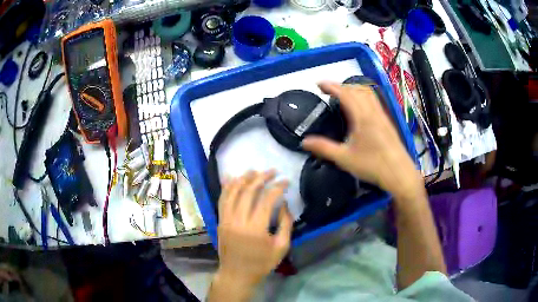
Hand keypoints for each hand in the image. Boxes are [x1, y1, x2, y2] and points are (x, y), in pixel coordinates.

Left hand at [211, 171, 291, 299]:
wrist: (237, 274)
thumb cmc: (262, 263)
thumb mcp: (281, 247)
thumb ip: (285, 224)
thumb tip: (284, 204)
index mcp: (256, 228)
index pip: (266, 200)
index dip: (277, 187)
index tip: (285, 181)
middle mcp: (238, 220)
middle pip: (248, 191)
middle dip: (261, 178)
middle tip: (272, 171)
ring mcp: (226, 219)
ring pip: (232, 192)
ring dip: (243, 178)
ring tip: (254, 170)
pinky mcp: (220, 221)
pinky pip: (222, 200)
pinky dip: (227, 187)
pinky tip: (232, 177)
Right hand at [302, 82, 422, 200]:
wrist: (399, 173)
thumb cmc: (372, 165)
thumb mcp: (344, 158)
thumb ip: (324, 148)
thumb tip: (304, 141)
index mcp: (362, 117)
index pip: (345, 94)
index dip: (331, 86)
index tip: (318, 84)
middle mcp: (373, 111)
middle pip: (357, 89)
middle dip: (341, 85)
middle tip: (328, 90)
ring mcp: (382, 115)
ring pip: (368, 93)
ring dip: (353, 89)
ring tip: (342, 95)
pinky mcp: (387, 121)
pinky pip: (374, 100)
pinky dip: (363, 96)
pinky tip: (359, 107)